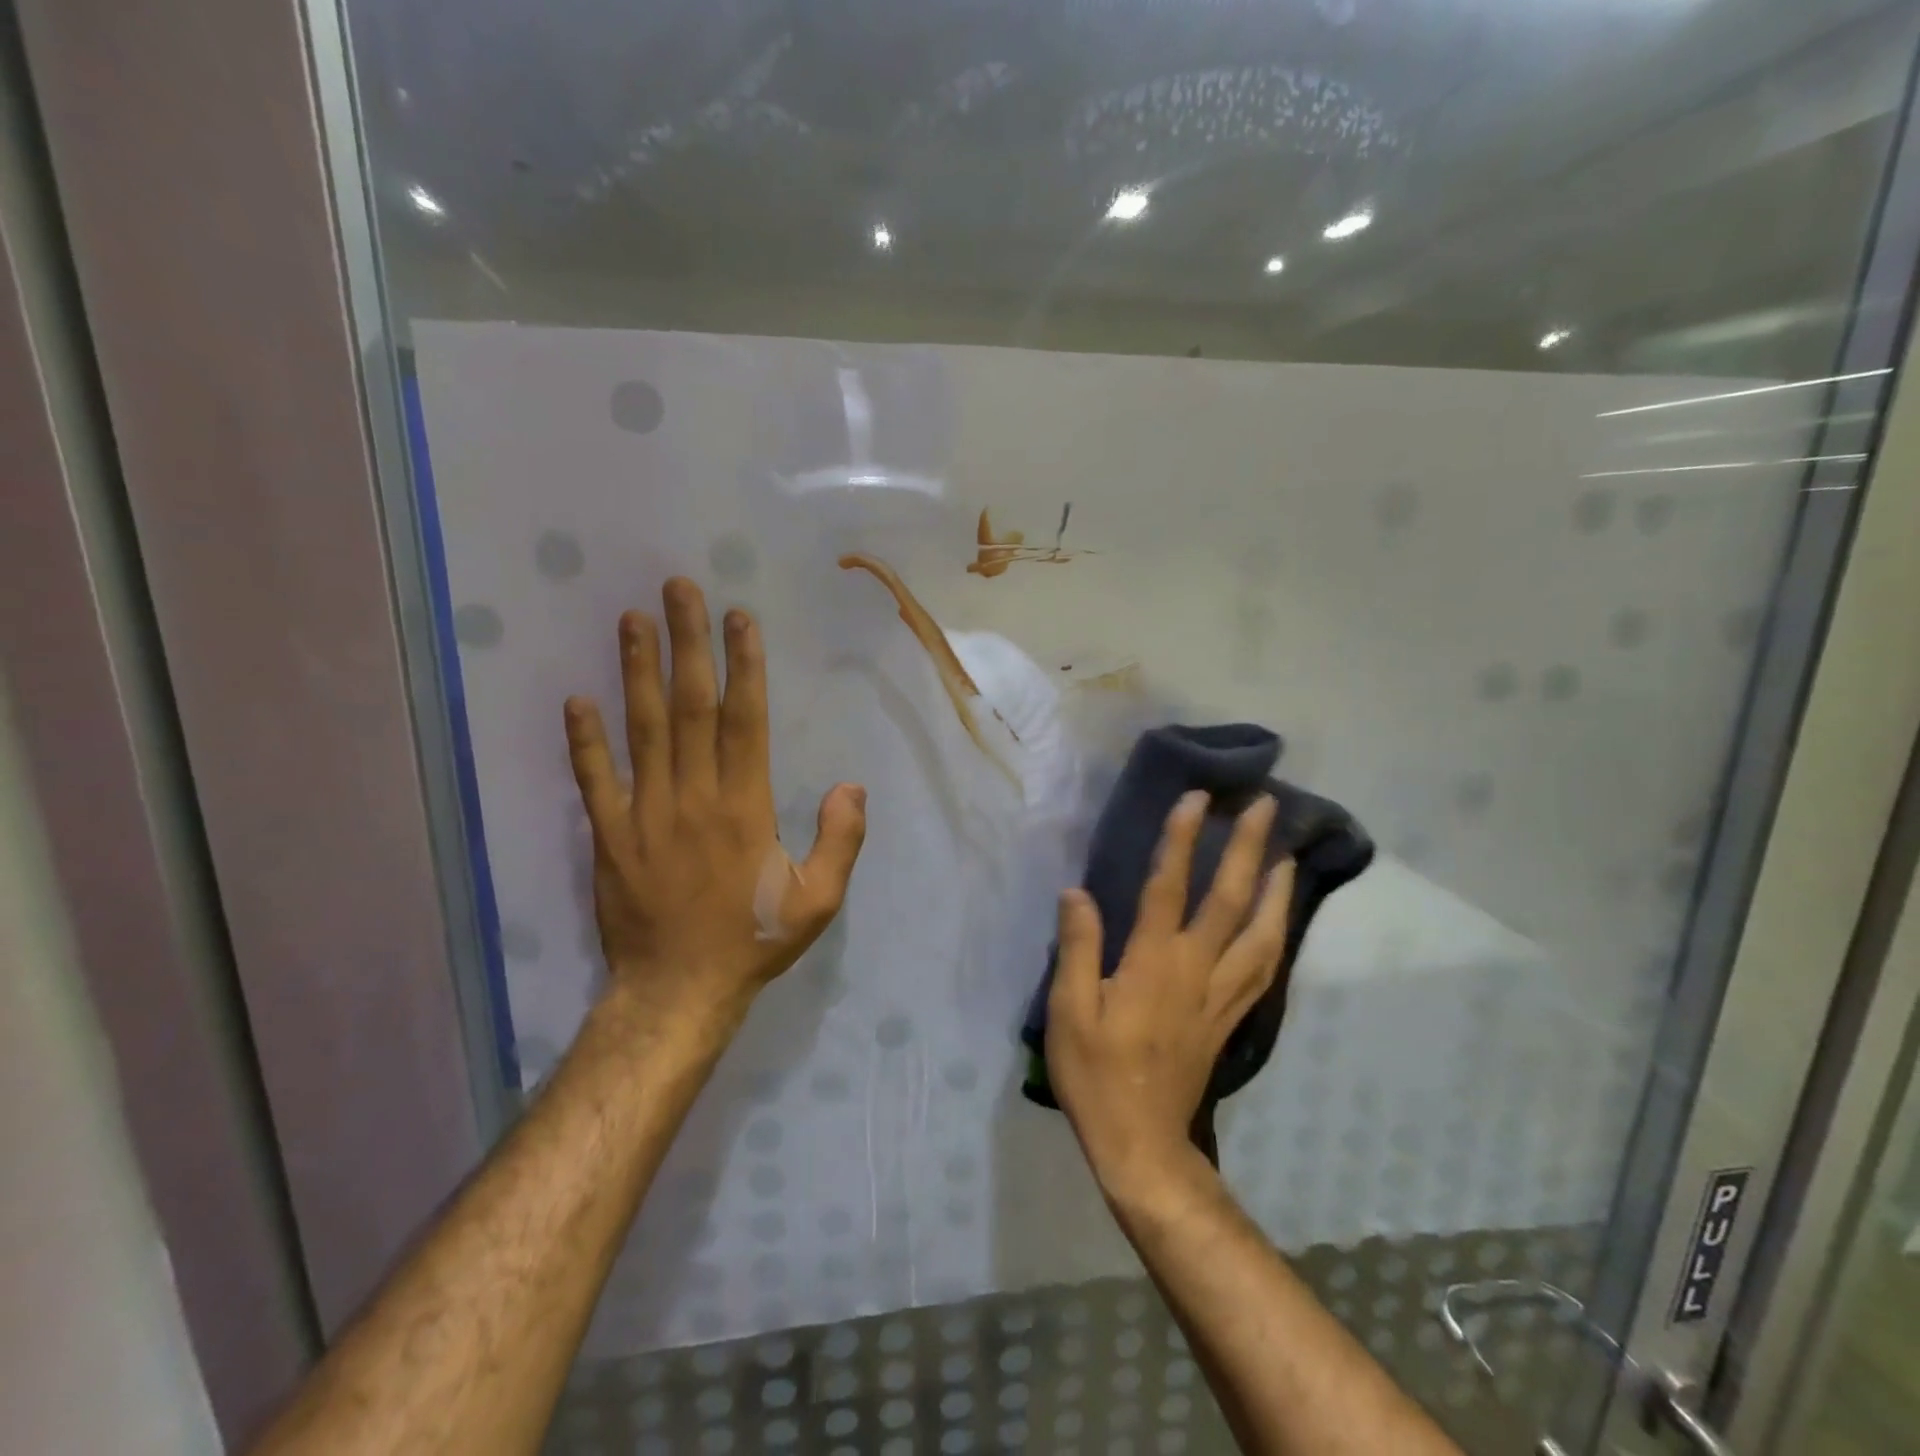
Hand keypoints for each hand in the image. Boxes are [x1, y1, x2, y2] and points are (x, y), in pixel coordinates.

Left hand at [564, 578, 867, 1037]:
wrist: (677, 992)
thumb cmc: (753, 940)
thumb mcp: (819, 901)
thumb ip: (841, 841)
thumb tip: (851, 785)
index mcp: (745, 807)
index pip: (746, 721)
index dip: (743, 665)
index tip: (738, 618)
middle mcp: (693, 797)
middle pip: (691, 707)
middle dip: (687, 644)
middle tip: (678, 589)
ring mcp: (644, 814)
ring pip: (642, 730)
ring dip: (637, 672)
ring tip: (631, 620)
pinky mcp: (608, 836)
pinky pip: (594, 780)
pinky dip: (584, 740)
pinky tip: (578, 699)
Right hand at [1047, 791, 1292, 1195]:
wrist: (1143, 1144)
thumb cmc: (1096, 1075)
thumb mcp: (1068, 1012)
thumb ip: (1076, 948)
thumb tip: (1077, 893)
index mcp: (1153, 964)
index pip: (1170, 887)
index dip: (1183, 839)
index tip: (1197, 799)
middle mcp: (1196, 970)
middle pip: (1231, 900)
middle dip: (1249, 849)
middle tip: (1266, 807)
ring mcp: (1220, 996)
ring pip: (1262, 934)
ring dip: (1277, 890)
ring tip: (1286, 856)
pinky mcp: (1230, 1019)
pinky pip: (1264, 968)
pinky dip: (1277, 936)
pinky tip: (1279, 922)